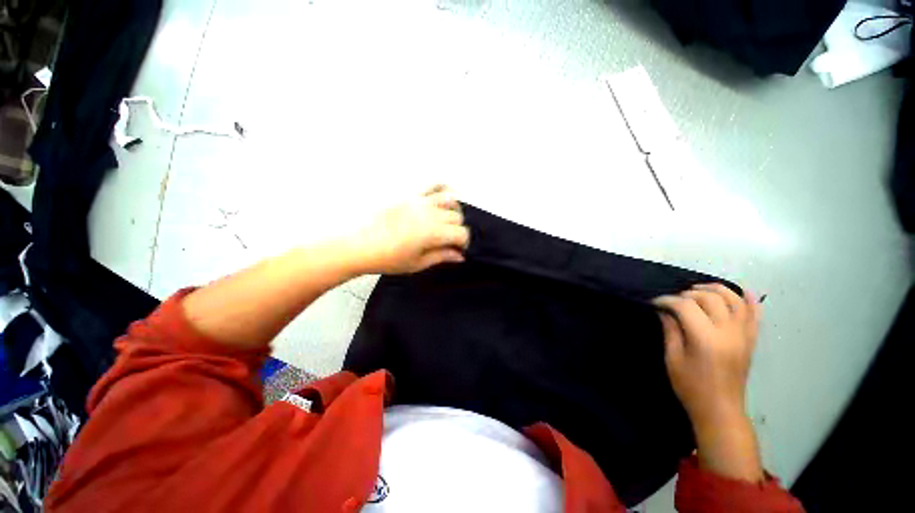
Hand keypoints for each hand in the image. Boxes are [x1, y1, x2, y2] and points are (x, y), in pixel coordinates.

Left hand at [350, 185, 470, 274]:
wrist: (358, 245)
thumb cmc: (387, 258)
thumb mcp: (417, 263)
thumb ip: (442, 256)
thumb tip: (460, 256)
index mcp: (433, 232)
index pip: (461, 233)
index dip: (463, 243)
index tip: (457, 250)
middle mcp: (430, 213)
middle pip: (457, 218)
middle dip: (457, 230)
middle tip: (449, 240)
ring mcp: (419, 201)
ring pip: (450, 200)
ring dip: (454, 211)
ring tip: (447, 221)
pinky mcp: (410, 194)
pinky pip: (432, 185)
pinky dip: (443, 189)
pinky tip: (443, 198)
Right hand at [653, 283, 763, 481]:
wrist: (720, 410)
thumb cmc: (691, 386)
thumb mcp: (673, 358)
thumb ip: (671, 331)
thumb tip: (664, 311)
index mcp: (706, 338)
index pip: (686, 306)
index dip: (667, 300)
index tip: (655, 302)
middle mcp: (729, 332)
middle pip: (710, 298)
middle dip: (688, 294)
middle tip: (674, 300)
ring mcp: (744, 335)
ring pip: (735, 300)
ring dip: (716, 290)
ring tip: (698, 289)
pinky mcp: (751, 341)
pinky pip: (755, 315)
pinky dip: (750, 301)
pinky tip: (743, 292)